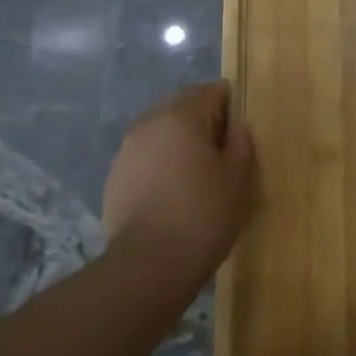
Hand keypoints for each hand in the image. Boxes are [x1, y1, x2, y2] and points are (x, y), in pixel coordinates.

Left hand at [103, 82, 255, 278]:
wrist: (149, 263)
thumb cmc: (203, 215)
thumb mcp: (238, 179)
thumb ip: (241, 143)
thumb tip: (236, 126)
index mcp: (181, 116)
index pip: (210, 91)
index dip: (229, 106)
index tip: (239, 133)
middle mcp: (149, 122)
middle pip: (181, 106)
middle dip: (202, 121)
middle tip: (221, 152)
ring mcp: (127, 148)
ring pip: (160, 131)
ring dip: (178, 141)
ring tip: (195, 173)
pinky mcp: (114, 175)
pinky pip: (144, 155)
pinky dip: (159, 162)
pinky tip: (171, 191)